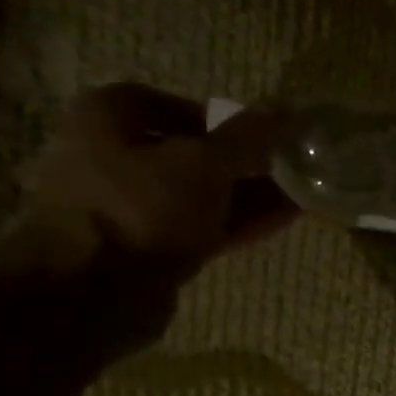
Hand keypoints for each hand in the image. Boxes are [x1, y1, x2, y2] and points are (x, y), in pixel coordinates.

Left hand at [15, 83, 295, 282]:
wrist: (97, 291)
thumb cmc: (142, 208)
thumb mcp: (203, 164)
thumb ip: (245, 139)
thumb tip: (282, 109)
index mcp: (108, 119)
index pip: (169, 104)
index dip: (216, 117)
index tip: (257, 134)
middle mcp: (113, 159)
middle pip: (189, 154)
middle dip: (241, 163)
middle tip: (286, 169)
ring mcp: (132, 209)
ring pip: (200, 196)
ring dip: (246, 196)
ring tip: (297, 197)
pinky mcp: (151, 250)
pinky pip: (202, 228)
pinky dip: (238, 224)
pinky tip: (280, 223)